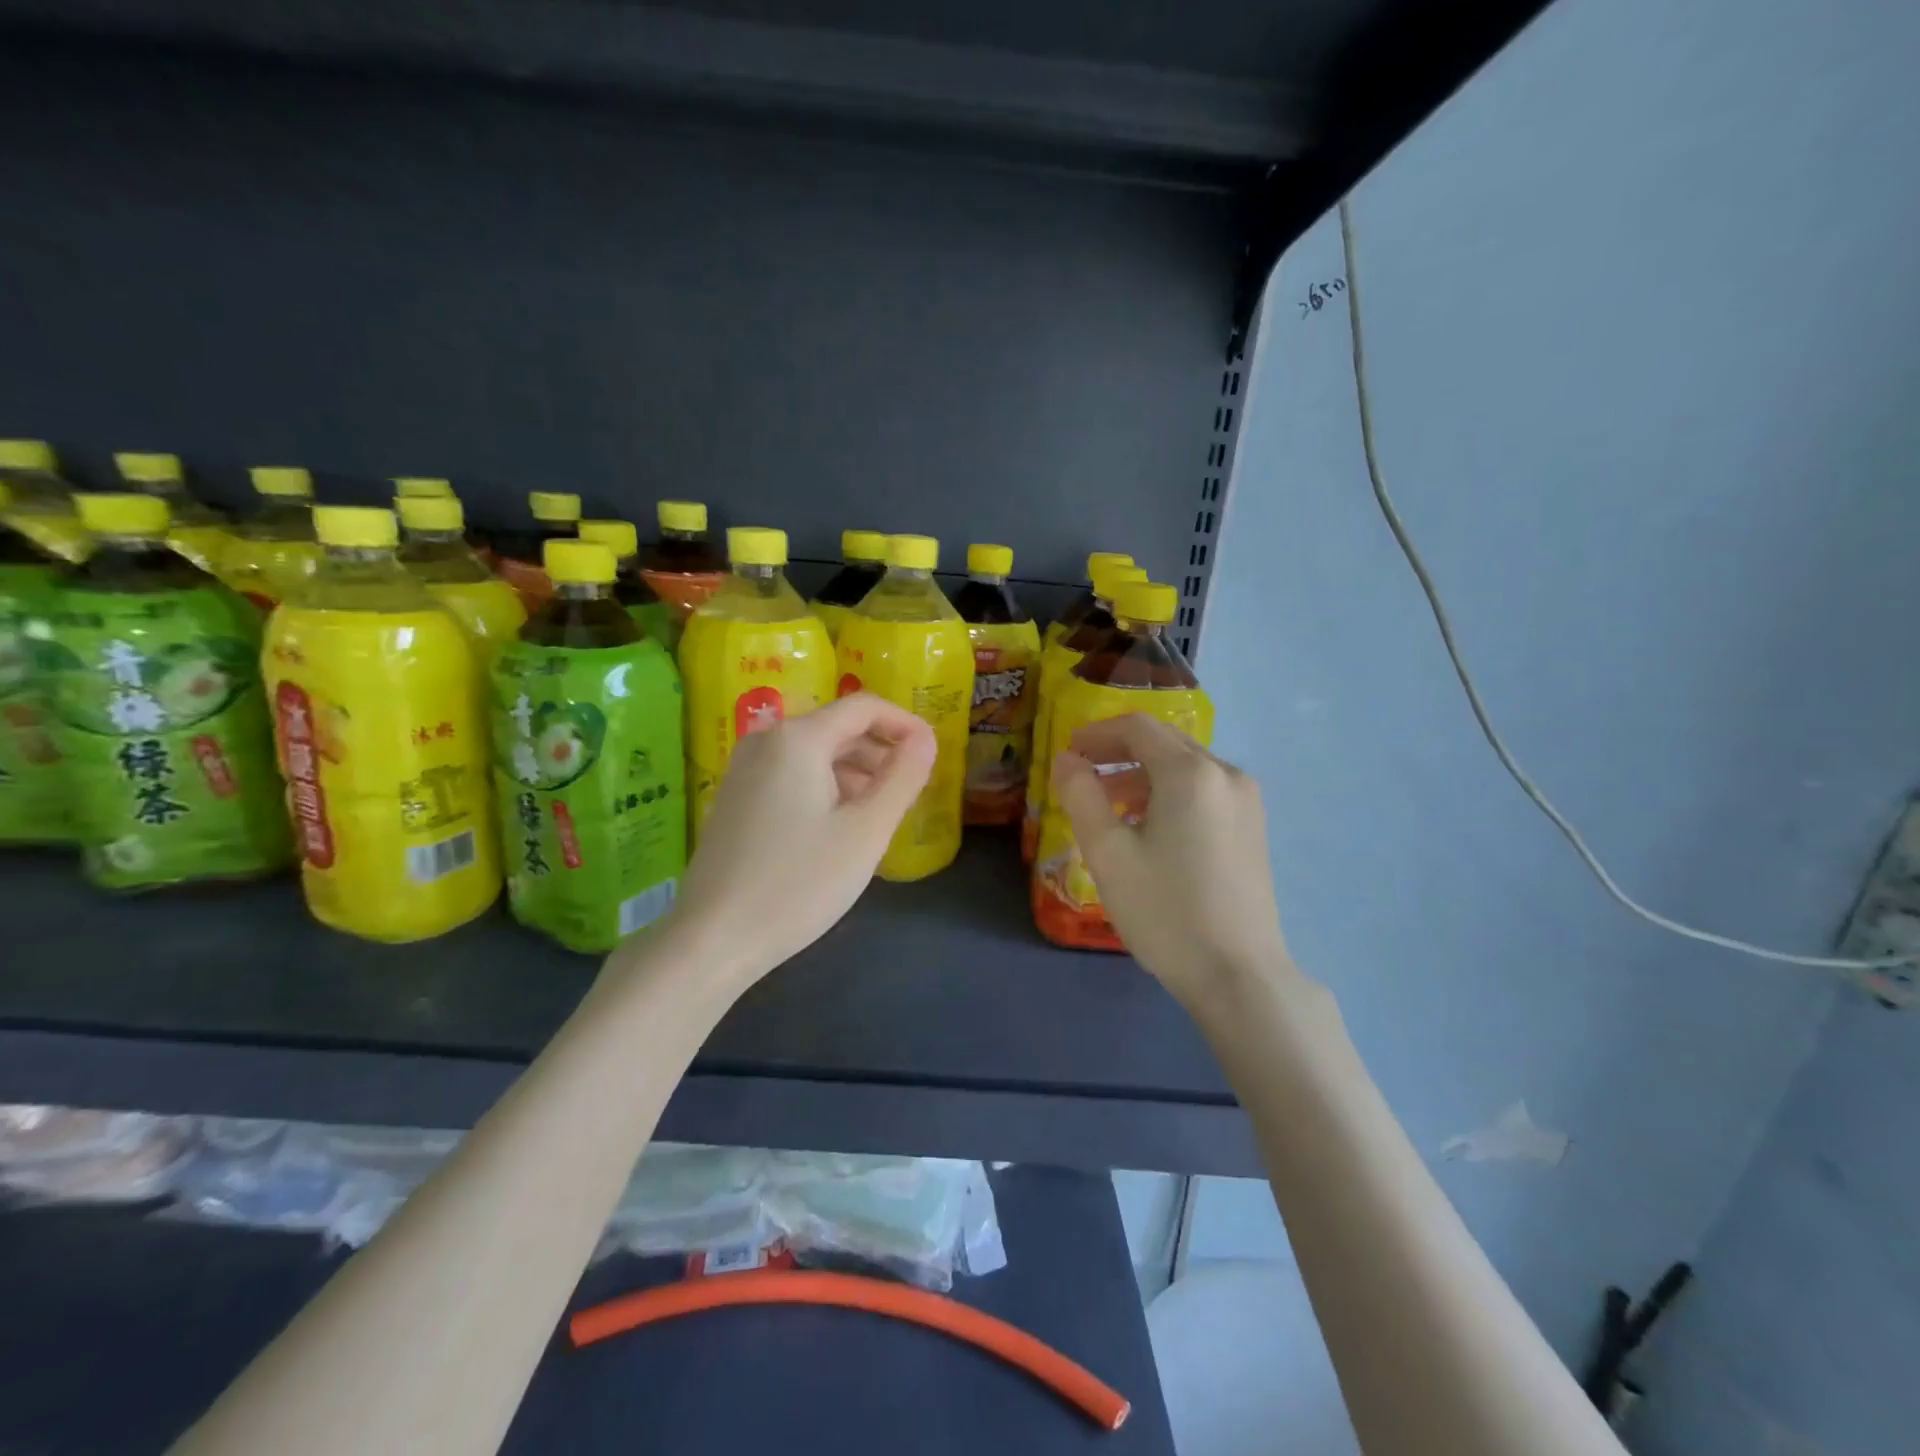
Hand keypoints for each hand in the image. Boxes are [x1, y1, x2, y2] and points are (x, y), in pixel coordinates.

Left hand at [660, 693, 935, 986]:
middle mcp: (767, 740)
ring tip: (882, 814)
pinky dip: (827, 787)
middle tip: (912, 791)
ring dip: (856, 773)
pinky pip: (793, 775)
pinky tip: (840, 827)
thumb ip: (903, 777)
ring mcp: (745, 769)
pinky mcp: (737, 797)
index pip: (864, 707)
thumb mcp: (866, 831)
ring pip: (816, 754)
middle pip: (838, 728)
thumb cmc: (800, 882)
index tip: (934, 753)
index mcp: (798, 739)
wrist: (714, 938)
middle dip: (881, 752)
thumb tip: (926, 738)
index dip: (905, 723)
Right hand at [1050, 715, 1290, 1003]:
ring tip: (1109, 808)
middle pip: (1164, 742)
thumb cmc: (1165, 911)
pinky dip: (1169, 794)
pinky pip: (1204, 790)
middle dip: (1119, 752)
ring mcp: (1247, 800)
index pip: (1137, 728)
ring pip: (1185, 767)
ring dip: (1142, 775)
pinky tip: (1149, 828)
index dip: (1097, 734)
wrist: (1239, 974)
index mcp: (1190, 773)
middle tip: (1082, 775)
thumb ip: (1081, 795)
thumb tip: (1068, 759)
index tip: (1067, 752)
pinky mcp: (1253, 826)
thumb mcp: (1108, 853)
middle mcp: (1225, 773)